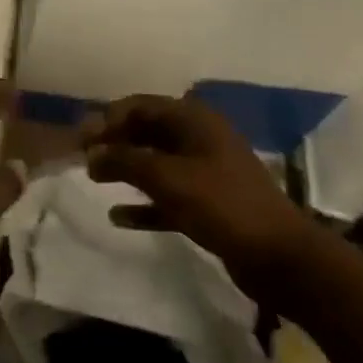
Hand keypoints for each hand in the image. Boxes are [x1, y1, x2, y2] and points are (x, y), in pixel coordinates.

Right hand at [85, 94, 317, 308]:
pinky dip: (144, 203)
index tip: (82, 138)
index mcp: (195, 121)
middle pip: (148, 132)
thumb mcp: (167, 177)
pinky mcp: (210, 205)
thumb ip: (124, 160)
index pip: (141, 106)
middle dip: (115, 142)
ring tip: (95, 179)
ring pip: (156, 163)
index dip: (108, 118)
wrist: (280, 257)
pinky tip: (118, 216)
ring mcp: (207, 173)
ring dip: (126, 169)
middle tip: (84, 157)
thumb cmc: (221, 204)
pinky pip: (168, 196)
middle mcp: (200, 139)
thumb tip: (92, 153)